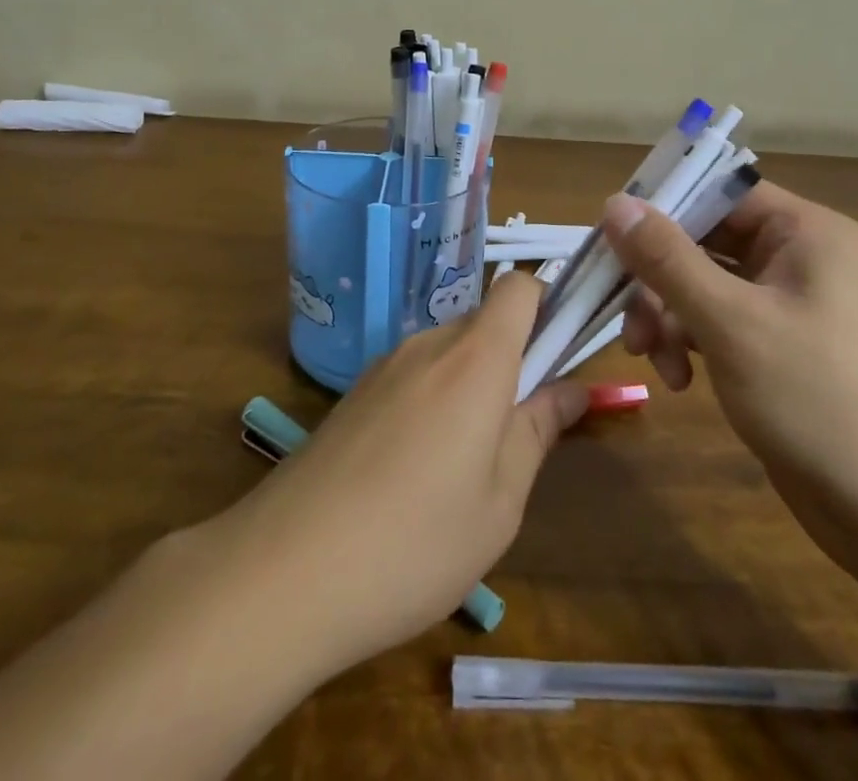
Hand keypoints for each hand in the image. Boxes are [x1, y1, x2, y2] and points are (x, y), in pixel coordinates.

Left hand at [201, 272, 586, 679]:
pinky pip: (411, 376)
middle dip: (511, 359)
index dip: (546, 305)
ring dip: (470, 385)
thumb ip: (538, 431)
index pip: (518, 287)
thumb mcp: (500, 502)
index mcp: (475, 358)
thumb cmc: (415, 542)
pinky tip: (413, 473)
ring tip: (464, 466)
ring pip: (447, 352)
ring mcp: (384, 366)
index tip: (558, 356)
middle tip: (517, 431)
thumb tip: (572, 389)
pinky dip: (431, 401)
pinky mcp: (353, 394)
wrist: (284, 570)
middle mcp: (428, 344)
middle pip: (484, 322)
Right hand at [602, 182, 857, 561]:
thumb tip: (614, 202)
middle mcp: (797, 257)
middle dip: (659, 281)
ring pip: (703, 285)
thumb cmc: (817, 398)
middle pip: (703, 241)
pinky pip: (717, 322)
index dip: (661, 210)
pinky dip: (690, 343)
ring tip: (651, 359)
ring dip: (668, 317)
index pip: (717, 193)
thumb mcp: (730, 321)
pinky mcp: (777, 347)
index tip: (610, 241)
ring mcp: (787, 304)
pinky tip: (678, 380)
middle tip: (627, 320)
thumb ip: (667, 259)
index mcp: (803, 231)